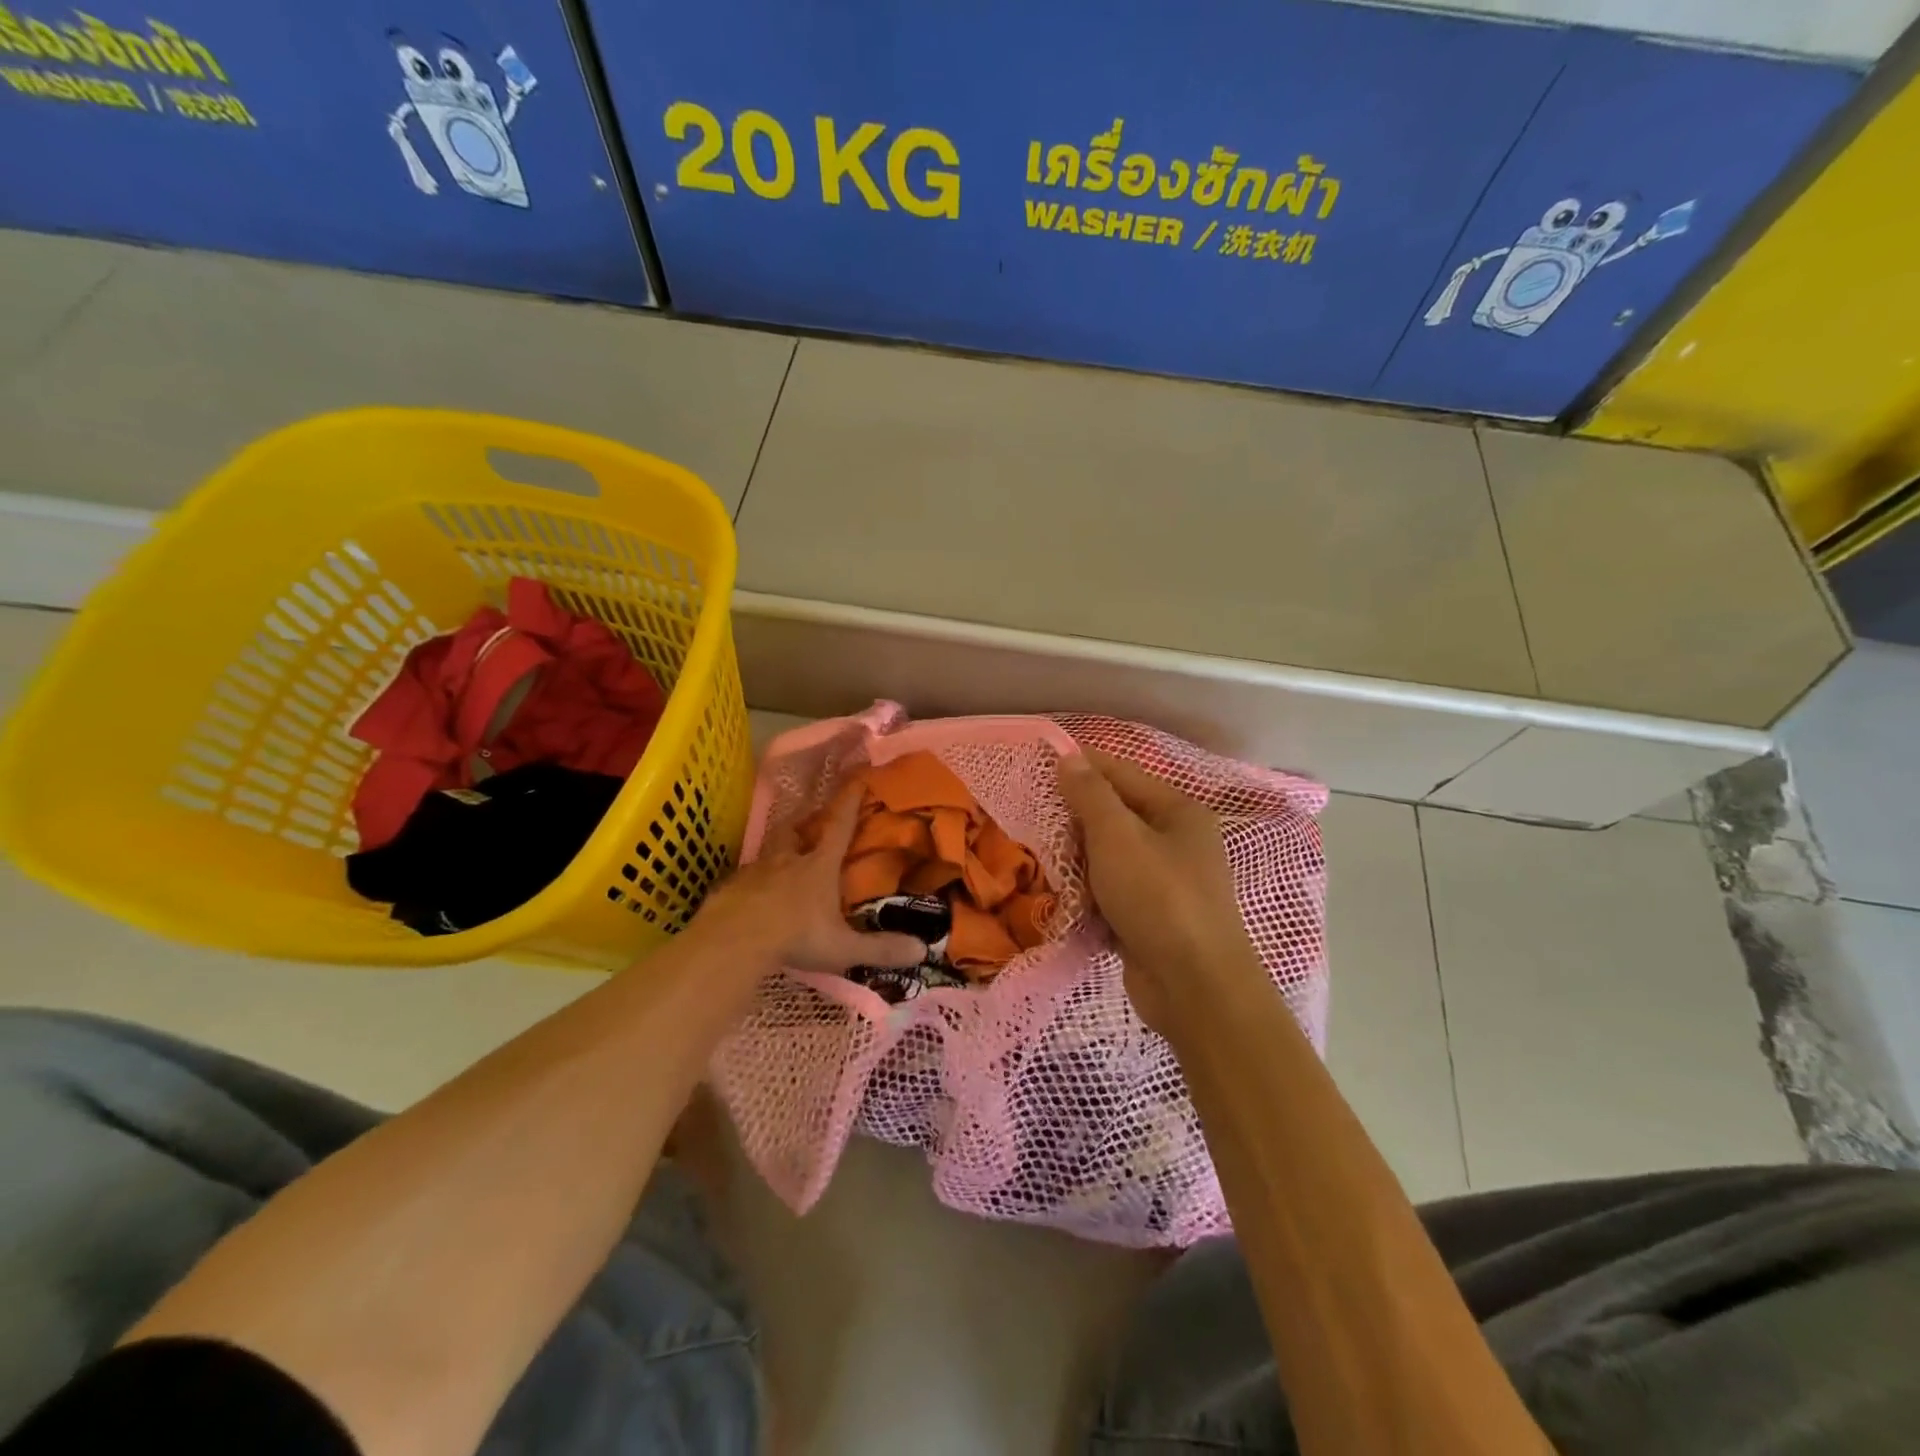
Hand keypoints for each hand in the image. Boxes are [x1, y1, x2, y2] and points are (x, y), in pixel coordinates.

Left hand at [694, 785, 926, 975]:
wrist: (732, 942)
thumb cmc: (794, 936)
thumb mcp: (842, 947)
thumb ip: (880, 948)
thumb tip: (921, 950)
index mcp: (818, 867)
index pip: (839, 826)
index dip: (849, 801)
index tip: (857, 778)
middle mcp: (786, 861)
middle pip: (794, 831)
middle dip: (803, 823)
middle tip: (808, 824)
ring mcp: (754, 873)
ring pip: (767, 853)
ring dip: (776, 852)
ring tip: (780, 861)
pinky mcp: (729, 889)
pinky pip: (743, 879)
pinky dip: (751, 883)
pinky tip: (751, 897)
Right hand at [1058, 750, 1262, 1036]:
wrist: (1194, 988)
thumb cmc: (1158, 898)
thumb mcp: (1118, 837)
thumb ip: (1091, 795)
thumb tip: (1070, 758)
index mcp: (1177, 812)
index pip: (1121, 773)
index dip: (1081, 767)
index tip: (1037, 768)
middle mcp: (1176, 841)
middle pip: (1114, 817)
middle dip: (1076, 824)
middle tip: (1040, 828)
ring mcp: (1166, 882)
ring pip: (1109, 858)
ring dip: (1080, 864)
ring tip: (1050, 868)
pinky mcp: (1153, 917)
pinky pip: (1113, 893)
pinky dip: (1092, 897)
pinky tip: (1069, 903)